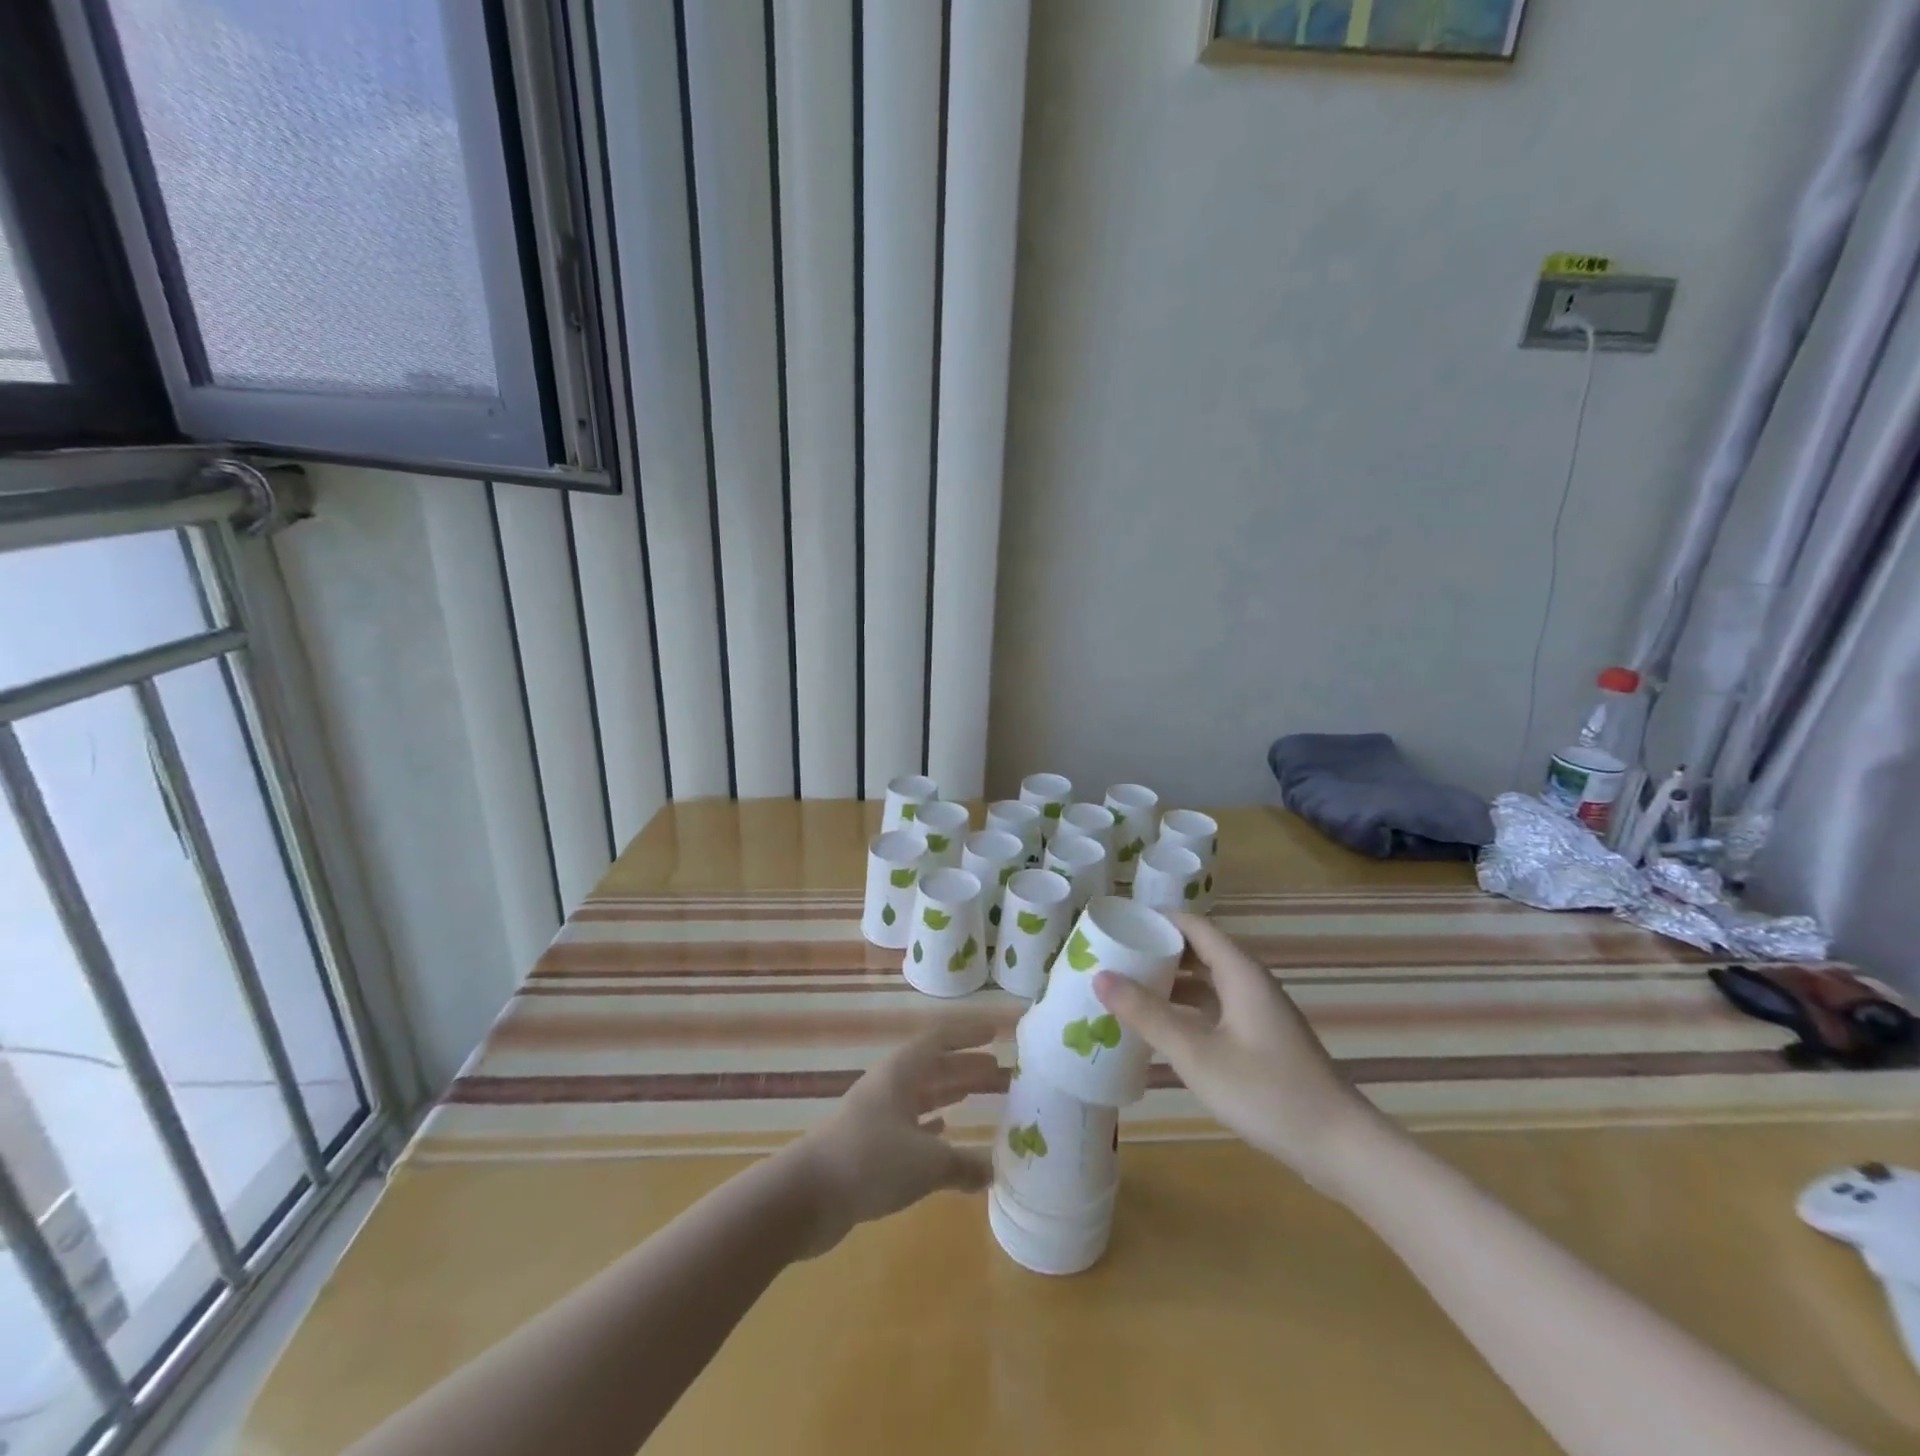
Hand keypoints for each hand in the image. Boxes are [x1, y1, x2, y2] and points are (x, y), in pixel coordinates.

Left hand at [785, 1020, 996, 1256]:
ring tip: (983, 1095)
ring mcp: (877, 1114)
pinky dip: (932, 1123)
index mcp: (901, 1072)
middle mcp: (890, 1085)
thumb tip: (994, 1170)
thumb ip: (964, 1164)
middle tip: (1004, 1074)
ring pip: (924, 1095)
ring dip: (953, 1093)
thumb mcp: (926, 1163)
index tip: (996, 1033)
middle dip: (969, 1068)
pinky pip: (910, 1124)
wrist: (804, 1197)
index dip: (968, 1035)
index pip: (940, 1040)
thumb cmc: (868, 1162)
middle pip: (936, 1067)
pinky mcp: (869, 1144)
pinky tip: (946, 1130)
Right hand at [1093, 915, 1384, 1193]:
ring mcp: (1257, 1012)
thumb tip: (1100, 976)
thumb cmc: (1266, 1092)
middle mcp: (1249, 983)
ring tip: (1126, 990)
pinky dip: (1185, 1009)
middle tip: (1112, 958)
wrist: (1339, 1147)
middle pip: (1197, 950)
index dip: (1155, 920)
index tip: (1116, 925)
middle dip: (1156, 951)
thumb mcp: (1196, 1054)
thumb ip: (1148, 1014)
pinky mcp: (1260, 1039)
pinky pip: (1214, 1008)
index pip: (1192, 925)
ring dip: (1169, 982)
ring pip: (1205, 982)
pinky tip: (1160, 1028)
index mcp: (1239, 972)